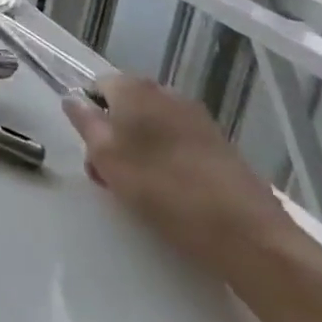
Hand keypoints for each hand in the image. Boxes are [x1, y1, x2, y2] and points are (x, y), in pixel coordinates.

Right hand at [63, 74, 293, 278]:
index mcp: (136, 89)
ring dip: (139, 149)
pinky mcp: (220, 146)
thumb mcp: (107, 158)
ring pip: (152, 125)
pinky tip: (172, 192)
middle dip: (112, 135)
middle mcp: (167, 94)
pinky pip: (178, 142)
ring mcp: (198, 119)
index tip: (91, 151)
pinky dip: (167, 160)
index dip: (88, 115)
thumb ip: (85, 123)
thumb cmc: (165, 190)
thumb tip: (72, 99)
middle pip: (125, 106)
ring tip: (140, 189)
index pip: (97, 86)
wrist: (249, 235)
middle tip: (110, 176)